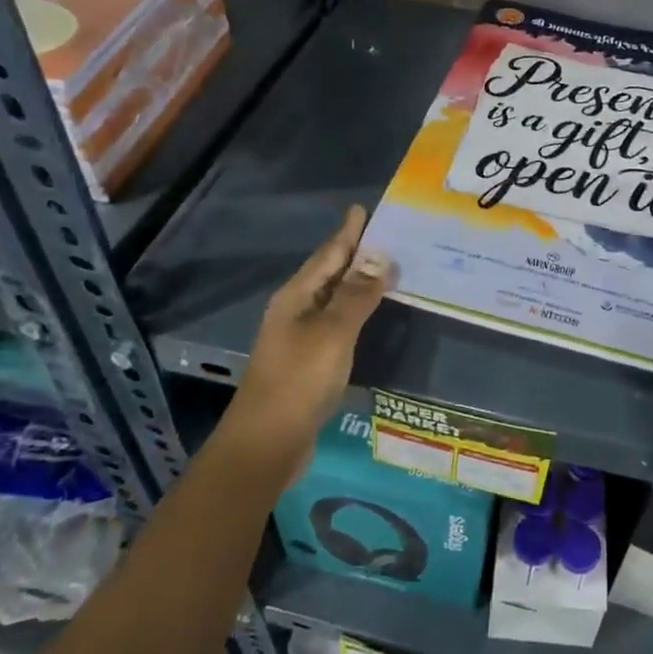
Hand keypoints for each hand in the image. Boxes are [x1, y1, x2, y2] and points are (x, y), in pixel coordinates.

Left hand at [223, 206, 393, 469]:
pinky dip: (356, 312)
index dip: (347, 233)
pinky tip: (371, 315)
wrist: (266, 443)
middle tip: (386, 236)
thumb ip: (356, 295)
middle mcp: (295, 311)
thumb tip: (380, 256)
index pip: (327, 255)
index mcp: (296, 298)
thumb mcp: (332, 333)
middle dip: (354, 254)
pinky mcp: (309, 363)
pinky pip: (337, 324)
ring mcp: (300, 338)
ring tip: (386, 269)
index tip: (362, 209)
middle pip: (328, 274)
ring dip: (357, 283)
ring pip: (333, 300)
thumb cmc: (299, 381)